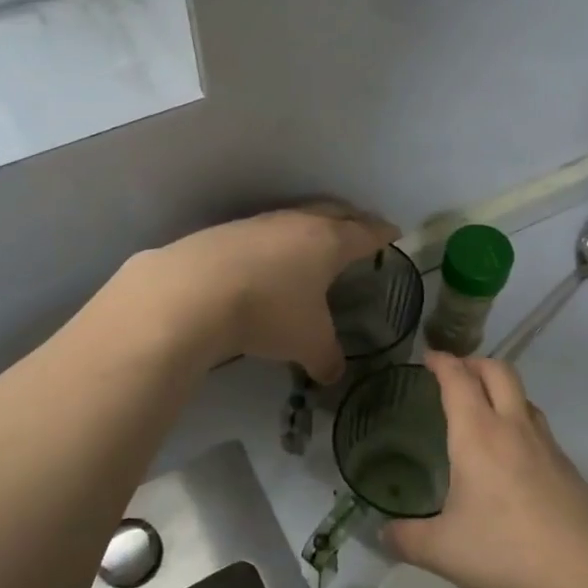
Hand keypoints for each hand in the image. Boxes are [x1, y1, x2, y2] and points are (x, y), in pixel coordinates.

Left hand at [117, 203, 398, 382]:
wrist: (193, 292)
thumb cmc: (269, 312)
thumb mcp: (307, 343)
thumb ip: (327, 358)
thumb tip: (333, 375)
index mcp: (330, 242)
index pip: (366, 233)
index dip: (383, 234)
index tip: (394, 232)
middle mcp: (298, 224)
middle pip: (335, 212)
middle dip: (352, 219)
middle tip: (362, 228)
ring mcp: (260, 224)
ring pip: (297, 217)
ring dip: (312, 226)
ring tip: (316, 241)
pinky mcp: (227, 232)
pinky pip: (265, 231)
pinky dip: (278, 241)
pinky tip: (269, 259)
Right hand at [385, 353, 587, 587]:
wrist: (587, 576)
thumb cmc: (505, 553)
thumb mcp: (442, 551)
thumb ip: (406, 538)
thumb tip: (383, 534)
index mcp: (478, 435)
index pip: (459, 380)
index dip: (443, 363)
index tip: (430, 357)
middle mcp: (514, 428)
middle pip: (499, 372)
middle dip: (475, 363)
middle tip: (456, 373)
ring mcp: (548, 446)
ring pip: (524, 397)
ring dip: (502, 391)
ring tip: (484, 410)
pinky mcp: (569, 468)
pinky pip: (539, 429)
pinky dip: (520, 423)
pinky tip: (513, 457)